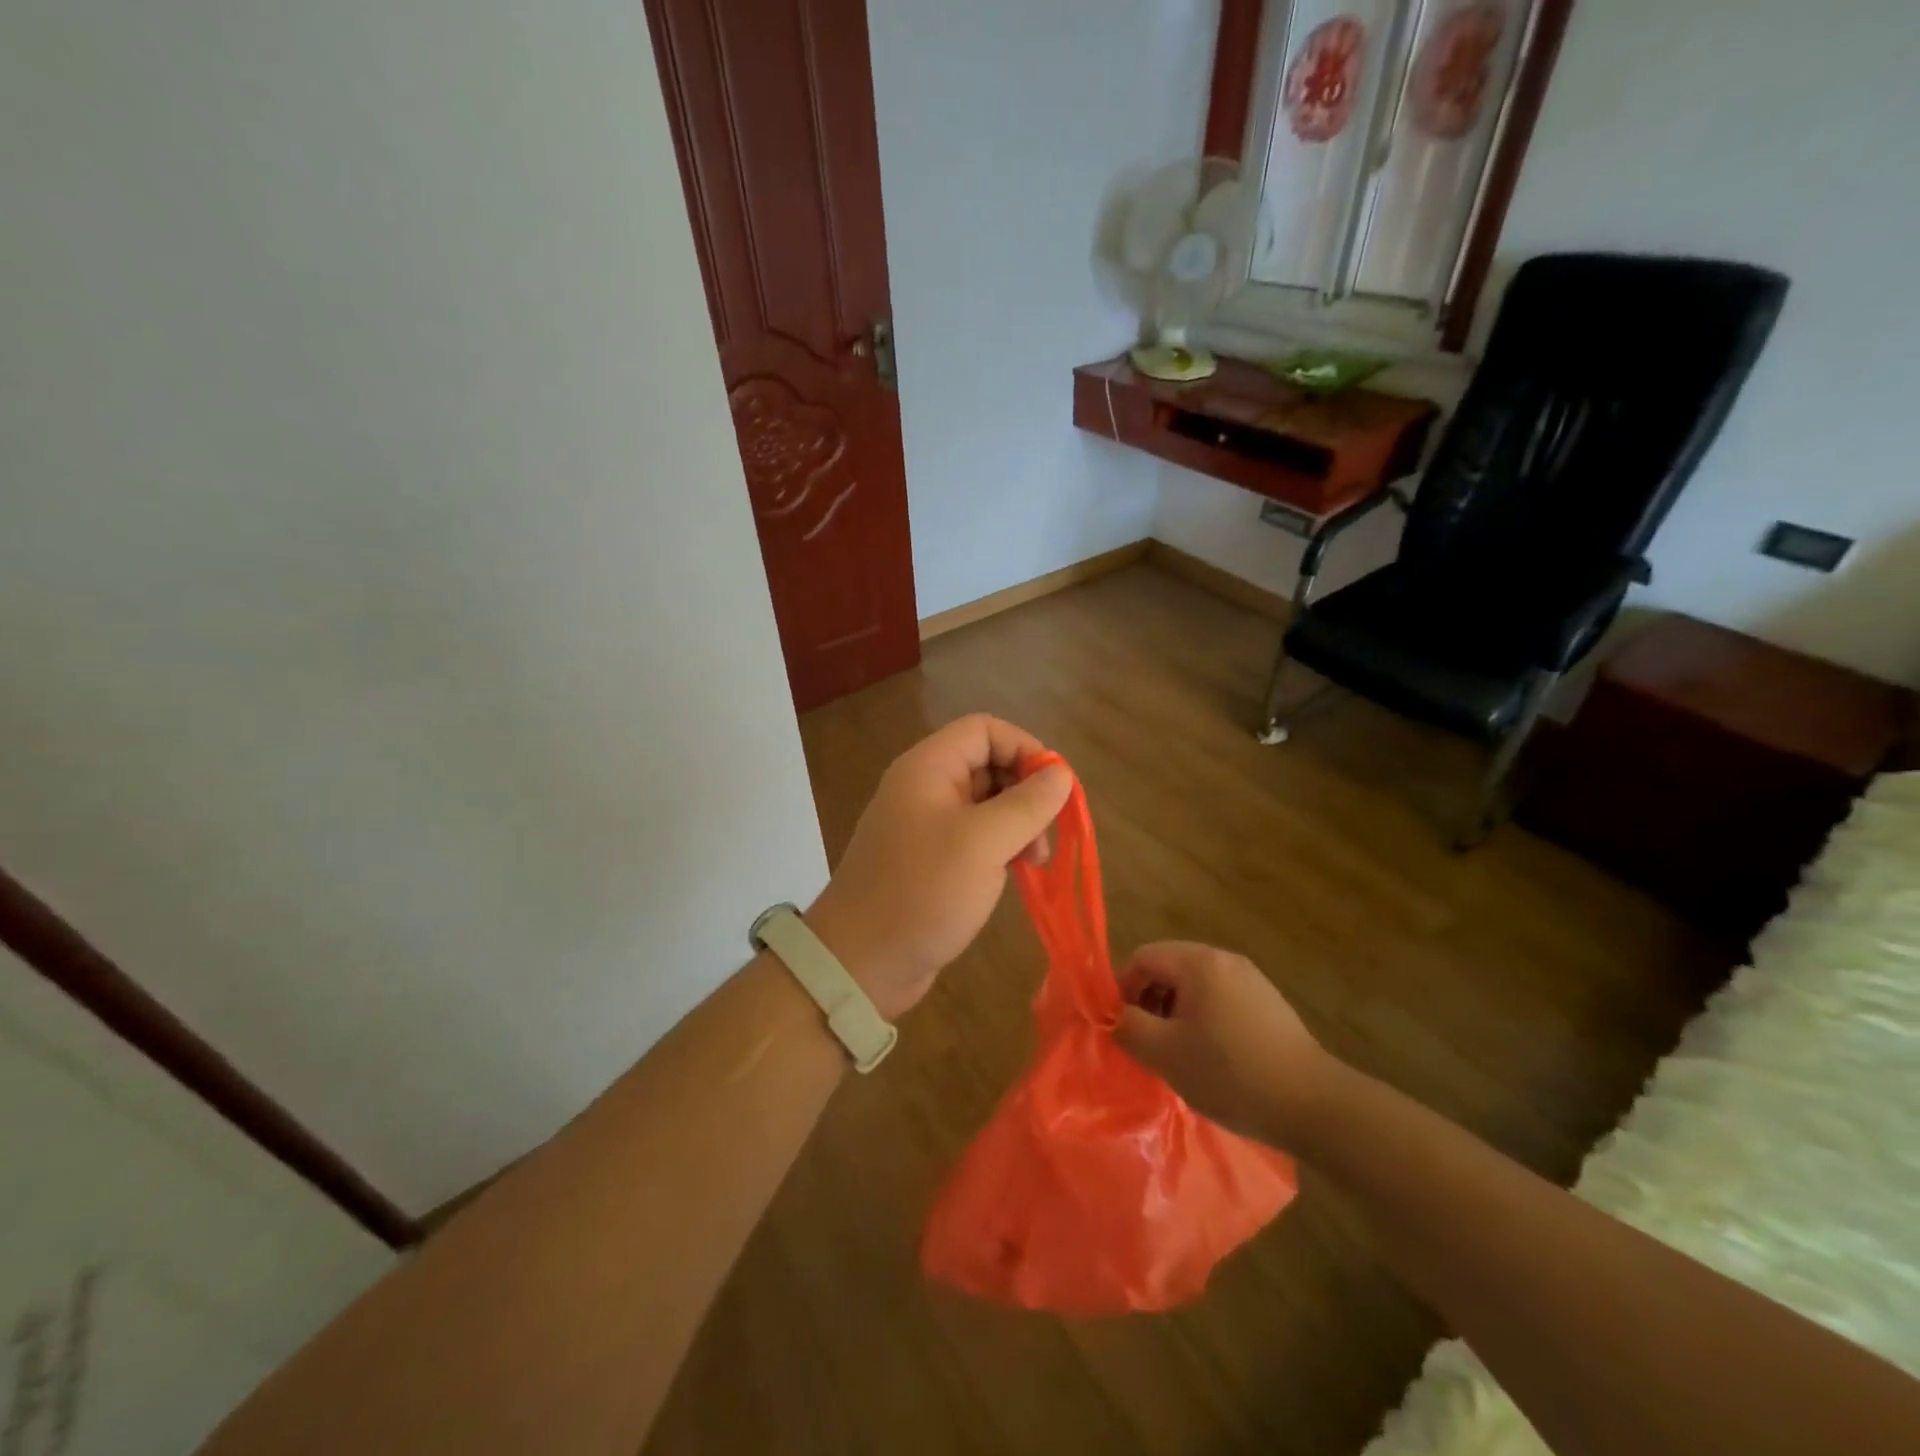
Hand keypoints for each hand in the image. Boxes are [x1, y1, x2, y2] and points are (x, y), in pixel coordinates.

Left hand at [806, 714, 1072, 1020]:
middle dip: (1024, 791)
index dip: (1024, 748)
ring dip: (1017, 824)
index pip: (984, 730)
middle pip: (987, 764)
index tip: (1055, 787)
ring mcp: (926, 824)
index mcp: (928, 768)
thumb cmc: (923, 891)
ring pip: (986, 803)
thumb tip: (1061, 776)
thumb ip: (1027, 804)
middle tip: (1046, 832)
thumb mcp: (984, 843)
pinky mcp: (930, 859)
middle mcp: (925, 787)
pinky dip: (1001, 847)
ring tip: (1035, 860)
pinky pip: (975, 836)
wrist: (863, 962)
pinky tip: (1015, 873)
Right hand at [1113, 941, 1333, 1145]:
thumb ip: (1128, 1027)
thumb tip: (1116, 1015)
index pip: (1142, 957)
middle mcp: (1225, 960)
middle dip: (1148, 1002)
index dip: (1121, 989)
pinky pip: (1220, 1001)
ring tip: (1177, 1056)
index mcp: (1199, 962)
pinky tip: (1211, 1059)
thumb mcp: (1165, 1053)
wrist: (1314, 1105)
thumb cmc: (1230, 1073)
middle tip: (1146, 1044)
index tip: (1121, 1028)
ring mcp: (1251, 981)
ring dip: (1175, 1014)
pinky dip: (1203, 1022)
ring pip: (1194, 987)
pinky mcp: (1269, 1005)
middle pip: (1168, 969)